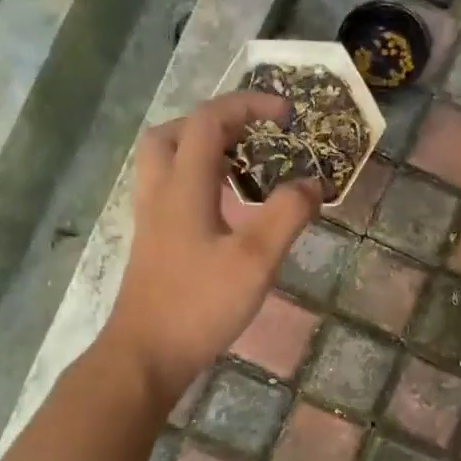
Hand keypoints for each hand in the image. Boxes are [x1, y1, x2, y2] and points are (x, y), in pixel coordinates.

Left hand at [102, 92, 319, 397]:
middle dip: (214, 122)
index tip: (286, 115)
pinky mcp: (152, 242)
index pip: (208, 120)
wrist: (146, 355)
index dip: (247, 105)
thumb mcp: (255, 260)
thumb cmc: (200, 305)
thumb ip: (287, 215)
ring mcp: (151, 218)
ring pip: (165, 161)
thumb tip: (313, 183)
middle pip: (172, 132)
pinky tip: (223, 208)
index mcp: (183, 186)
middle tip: (251, 137)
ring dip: (200, 149)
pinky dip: (195, 180)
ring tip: (241, 167)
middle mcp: (160, 192)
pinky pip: (169, 189)